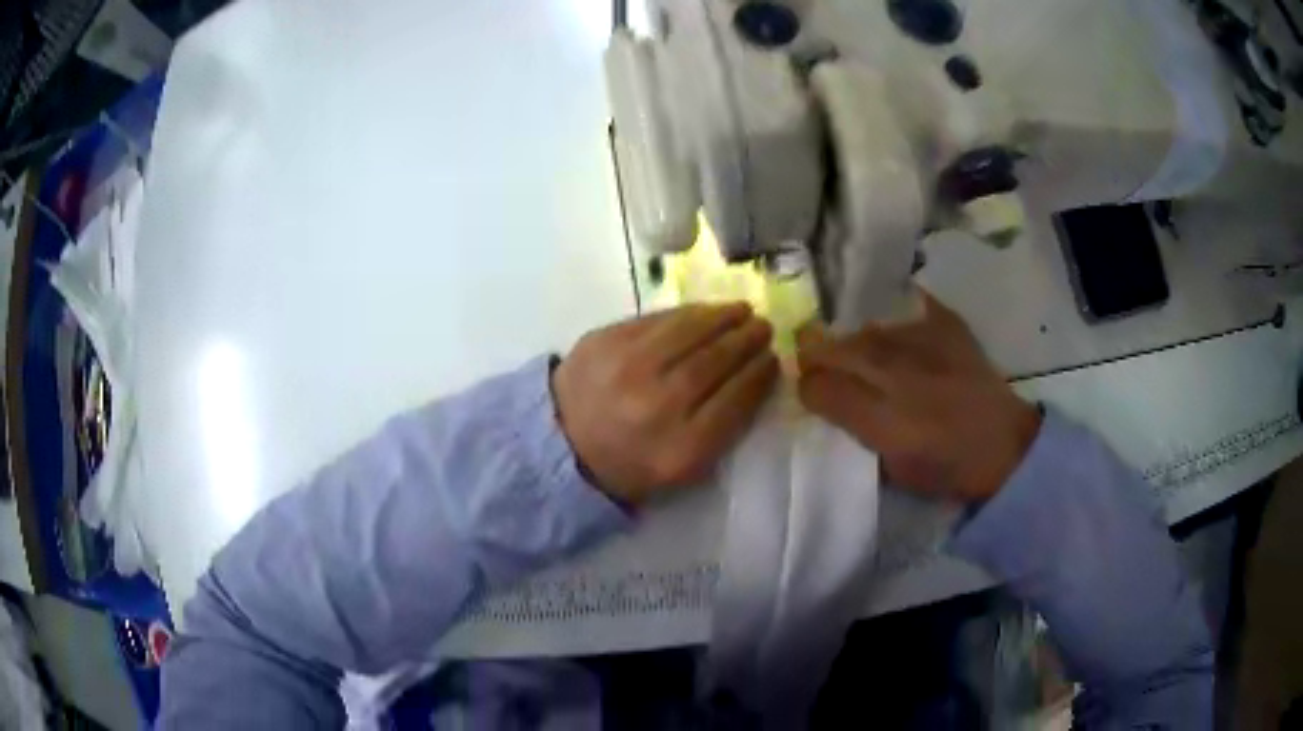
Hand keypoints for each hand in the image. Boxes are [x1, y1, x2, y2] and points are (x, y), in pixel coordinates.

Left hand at [552, 303, 778, 504]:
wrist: (561, 445)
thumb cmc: (630, 464)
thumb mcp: (683, 469)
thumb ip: (723, 429)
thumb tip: (755, 375)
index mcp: (681, 449)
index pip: (736, 400)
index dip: (760, 374)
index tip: (773, 359)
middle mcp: (658, 405)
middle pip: (716, 361)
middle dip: (747, 340)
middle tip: (764, 327)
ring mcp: (628, 368)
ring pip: (689, 332)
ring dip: (723, 317)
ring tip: (742, 311)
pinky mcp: (605, 341)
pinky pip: (658, 319)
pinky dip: (688, 313)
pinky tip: (705, 312)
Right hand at [796, 291, 1039, 502]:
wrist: (1004, 448)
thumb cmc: (945, 467)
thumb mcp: (891, 467)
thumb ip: (854, 432)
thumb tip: (826, 402)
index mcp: (882, 419)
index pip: (820, 388)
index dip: (806, 388)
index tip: (807, 391)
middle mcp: (899, 375)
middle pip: (838, 349)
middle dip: (817, 354)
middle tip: (814, 360)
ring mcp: (925, 345)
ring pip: (868, 329)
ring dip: (853, 338)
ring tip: (856, 349)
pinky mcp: (949, 328)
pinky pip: (912, 307)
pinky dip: (898, 315)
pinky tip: (895, 323)